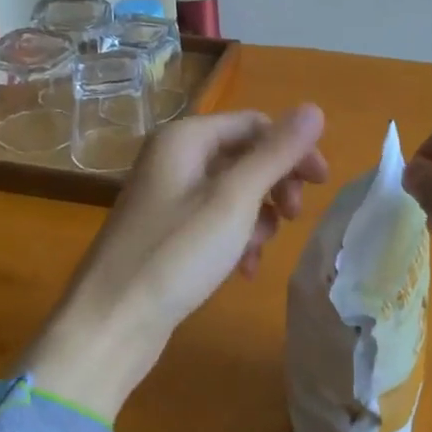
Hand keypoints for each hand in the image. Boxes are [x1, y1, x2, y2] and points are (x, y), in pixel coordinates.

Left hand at [24, 106, 328, 418]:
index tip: (322, 184)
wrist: (110, 323)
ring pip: (232, 191)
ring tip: (260, 249)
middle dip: (274, 184)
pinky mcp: (165, 231)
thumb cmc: (176, 255)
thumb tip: (314, 108)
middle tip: (293, 217)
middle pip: (243, 155)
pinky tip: (243, 268)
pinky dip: (235, 237)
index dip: (292, 148)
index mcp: (185, 138)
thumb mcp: (234, 200)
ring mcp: (166, 196)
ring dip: (257, 215)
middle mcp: (173, 158)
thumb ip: (276, 154)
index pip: (254, 124)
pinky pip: (213, 220)